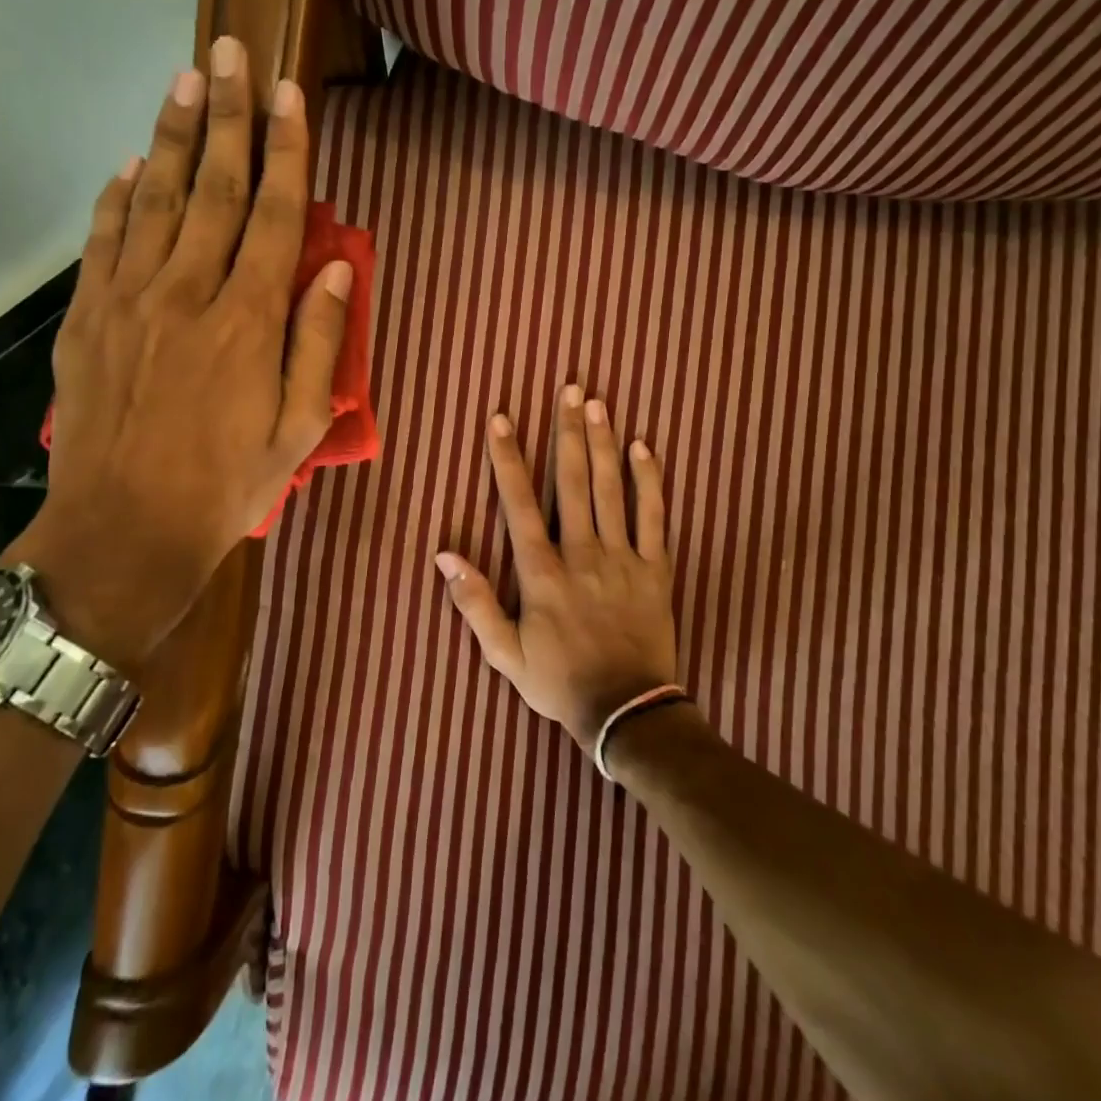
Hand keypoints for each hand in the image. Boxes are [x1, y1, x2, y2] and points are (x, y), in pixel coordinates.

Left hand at [4, 37, 351, 672]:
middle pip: (216, 188)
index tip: (289, 95)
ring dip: (173, 136)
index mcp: (249, 320)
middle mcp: (190, 292)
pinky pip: (105, 240)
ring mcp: (130, 300)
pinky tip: (130, 164)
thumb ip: (319, 343)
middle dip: (228, 116)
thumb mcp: (297, 429)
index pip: (277, 215)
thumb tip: (338, 269)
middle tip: (231, 52)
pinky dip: (118, 197)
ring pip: (156, 199)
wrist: (124, 530)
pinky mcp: (88, 318)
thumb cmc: (226, 485)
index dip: (287, 150)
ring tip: (185, 80)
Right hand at [435, 387, 678, 749]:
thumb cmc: (559, 682)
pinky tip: (644, 447)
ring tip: (598, 403)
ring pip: (611, 490)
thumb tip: (445, 555)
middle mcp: (582, 554)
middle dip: (568, 432)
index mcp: (542, 573)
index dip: (507, 459)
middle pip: (572, 482)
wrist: (627, 712)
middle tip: (570, 389)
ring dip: (603, 443)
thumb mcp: (505, 654)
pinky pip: (655, 517)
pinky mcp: (655, 569)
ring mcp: (623, 558)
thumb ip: (474, 602)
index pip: (518, 503)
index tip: (501, 419)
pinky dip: (650, 481)